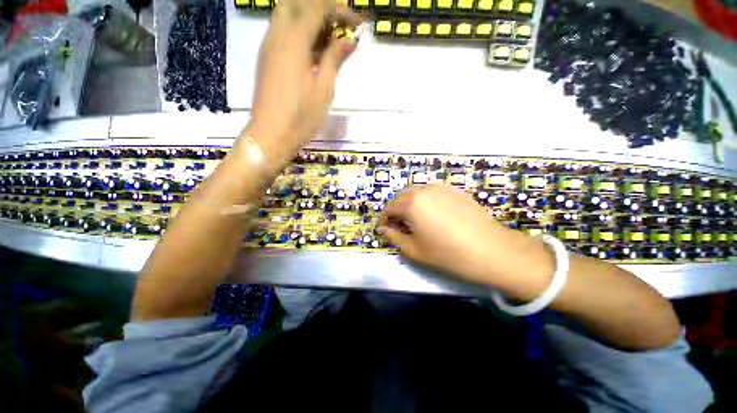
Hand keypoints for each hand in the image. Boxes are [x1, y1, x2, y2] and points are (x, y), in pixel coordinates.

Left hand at [249, 0, 360, 146]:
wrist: (271, 135)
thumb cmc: (301, 117)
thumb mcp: (323, 89)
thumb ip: (334, 59)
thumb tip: (349, 40)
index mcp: (293, 42)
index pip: (316, 6)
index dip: (337, 7)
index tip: (355, 21)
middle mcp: (277, 36)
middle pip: (296, 3)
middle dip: (321, 7)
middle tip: (339, 25)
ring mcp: (268, 46)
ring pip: (286, 15)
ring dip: (309, 18)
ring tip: (329, 38)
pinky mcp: (266, 58)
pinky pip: (282, 31)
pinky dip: (299, 30)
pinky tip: (313, 49)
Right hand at [377, 184, 554, 300]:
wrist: (490, 250)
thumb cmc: (447, 253)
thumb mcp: (414, 250)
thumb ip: (394, 237)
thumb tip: (383, 229)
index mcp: (411, 204)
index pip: (389, 208)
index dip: (383, 219)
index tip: (383, 228)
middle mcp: (424, 190)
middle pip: (401, 196)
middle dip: (396, 209)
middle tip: (398, 224)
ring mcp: (441, 188)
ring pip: (417, 191)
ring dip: (410, 203)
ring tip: (414, 218)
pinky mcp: (455, 190)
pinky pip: (432, 191)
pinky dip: (425, 199)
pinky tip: (433, 213)